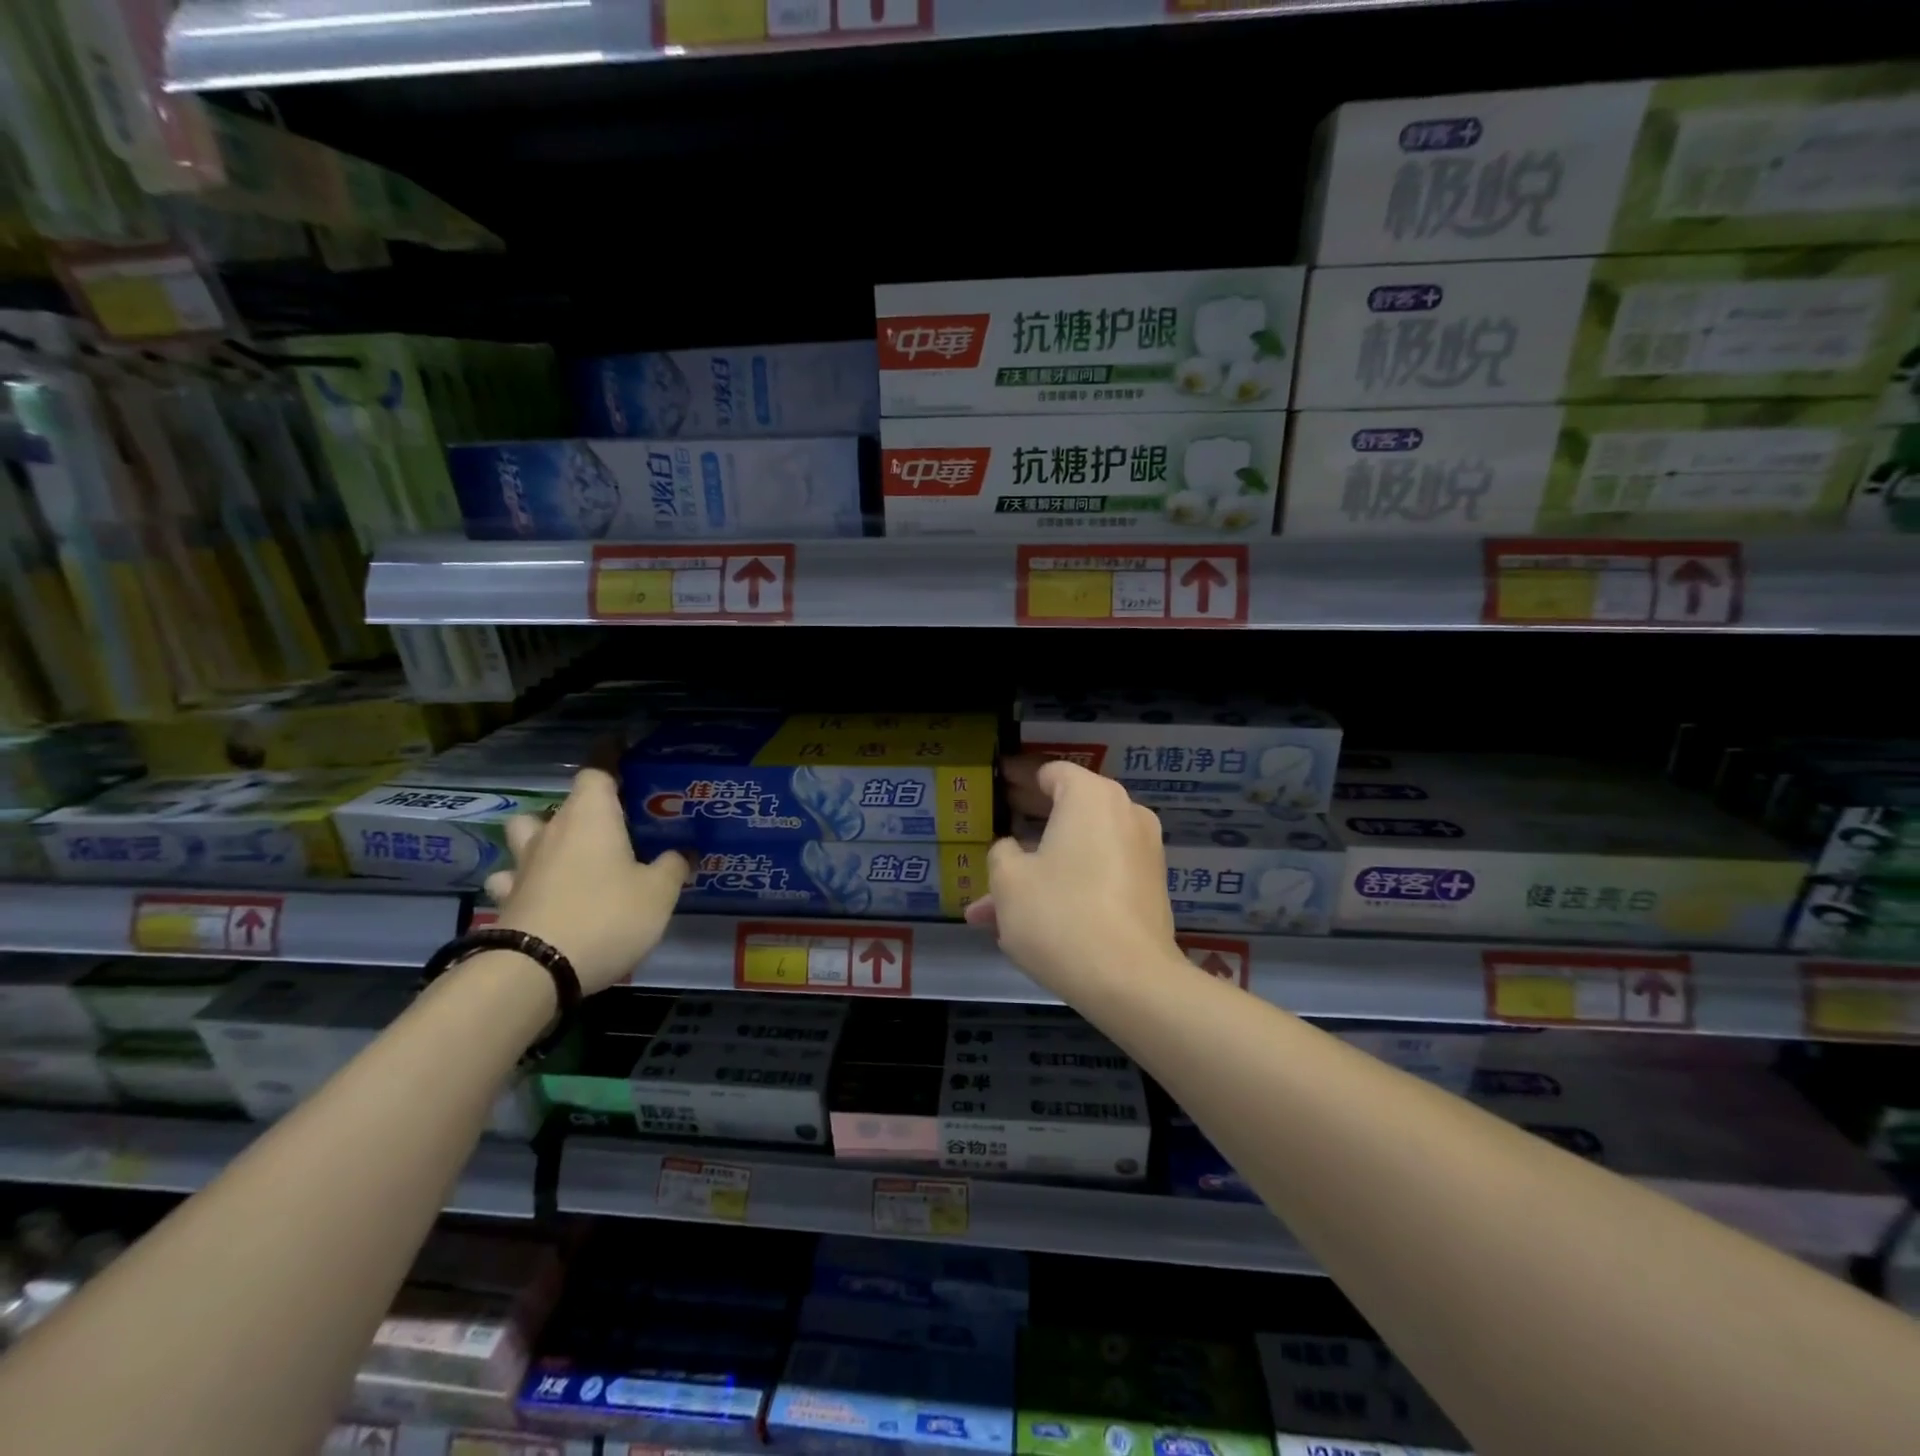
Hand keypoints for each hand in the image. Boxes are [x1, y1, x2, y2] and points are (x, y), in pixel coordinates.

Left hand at [483, 768, 687, 994]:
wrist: (534, 970)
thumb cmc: (606, 916)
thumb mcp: (658, 893)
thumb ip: (674, 867)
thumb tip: (684, 852)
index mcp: (591, 817)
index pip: (596, 770)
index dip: (609, 756)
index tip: (621, 747)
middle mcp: (552, 832)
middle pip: (561, 803)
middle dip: (582, 807)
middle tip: (609, 822)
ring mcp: (522, 866)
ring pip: (525, 834)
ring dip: (540, 836)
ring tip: (563, 851)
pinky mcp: (506, 900)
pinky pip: (511, 879)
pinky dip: (522, 881)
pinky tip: (536, 893)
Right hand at [965, 759, 1178, 994]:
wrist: (1130, 981)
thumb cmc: (1060, 916)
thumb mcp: (1008, 882)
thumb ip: (1002, 853)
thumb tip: (1012, 850)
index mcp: (1091, 797)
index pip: (1050, 772)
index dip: (1018, 779)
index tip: (997, 786)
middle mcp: (1125, 814)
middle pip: (1067, 810)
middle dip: (1024, 831)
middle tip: (994, 838)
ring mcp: (1143, 852)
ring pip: (1078, 852)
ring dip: (1039, 871)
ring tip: (994, 908)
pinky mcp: (1149, 889)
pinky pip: (1099, 875)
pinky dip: (1068, 887)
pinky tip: (1031, 922)